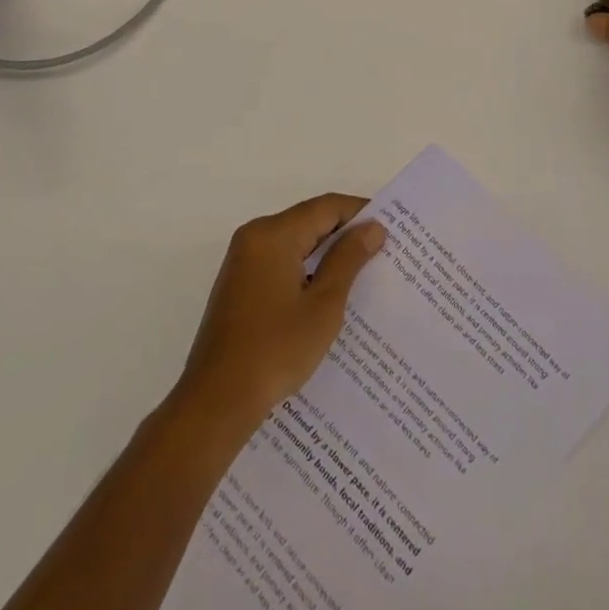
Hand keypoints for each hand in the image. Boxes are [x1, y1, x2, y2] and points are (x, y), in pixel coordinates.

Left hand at [173, 194, 386, 433]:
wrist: (216, 402)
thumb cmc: (275, 350)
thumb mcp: (323, 304)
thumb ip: (348, 259)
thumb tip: (372, 227)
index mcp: (273, 234)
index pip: (326, 207)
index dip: (360, 212)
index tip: (392, 227)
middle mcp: (254, 237)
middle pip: (309, 221)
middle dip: (345, 234)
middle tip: (383, 250)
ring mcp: (243, 261)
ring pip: (295, 243)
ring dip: (326, 254)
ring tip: (363, 272)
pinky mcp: (239, 285)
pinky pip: (281, 262)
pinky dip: (306, 270)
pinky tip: (328, 294)